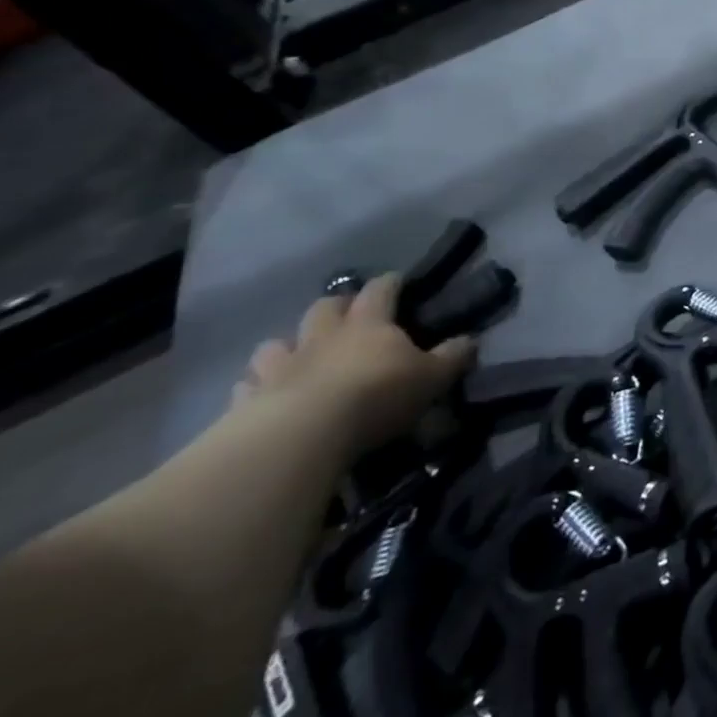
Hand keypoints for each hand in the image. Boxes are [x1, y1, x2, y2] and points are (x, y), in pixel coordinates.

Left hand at [233, 275, 474, 459]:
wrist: (301, 436)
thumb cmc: (376, 396)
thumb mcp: (432, 378)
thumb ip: (452, 357)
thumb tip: (470, 340)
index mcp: (369, 324)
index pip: (380, 291)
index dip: (389, 283)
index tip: (397, 280)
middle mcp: (323, 337)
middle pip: (324, 308)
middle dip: (336, 306)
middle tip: (346, 315)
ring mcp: (280, 367)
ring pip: (276, 344)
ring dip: (286, 346)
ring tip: (296, 356)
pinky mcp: (247, 401)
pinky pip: (247, 387)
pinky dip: (255, 388)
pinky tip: (262, 397)